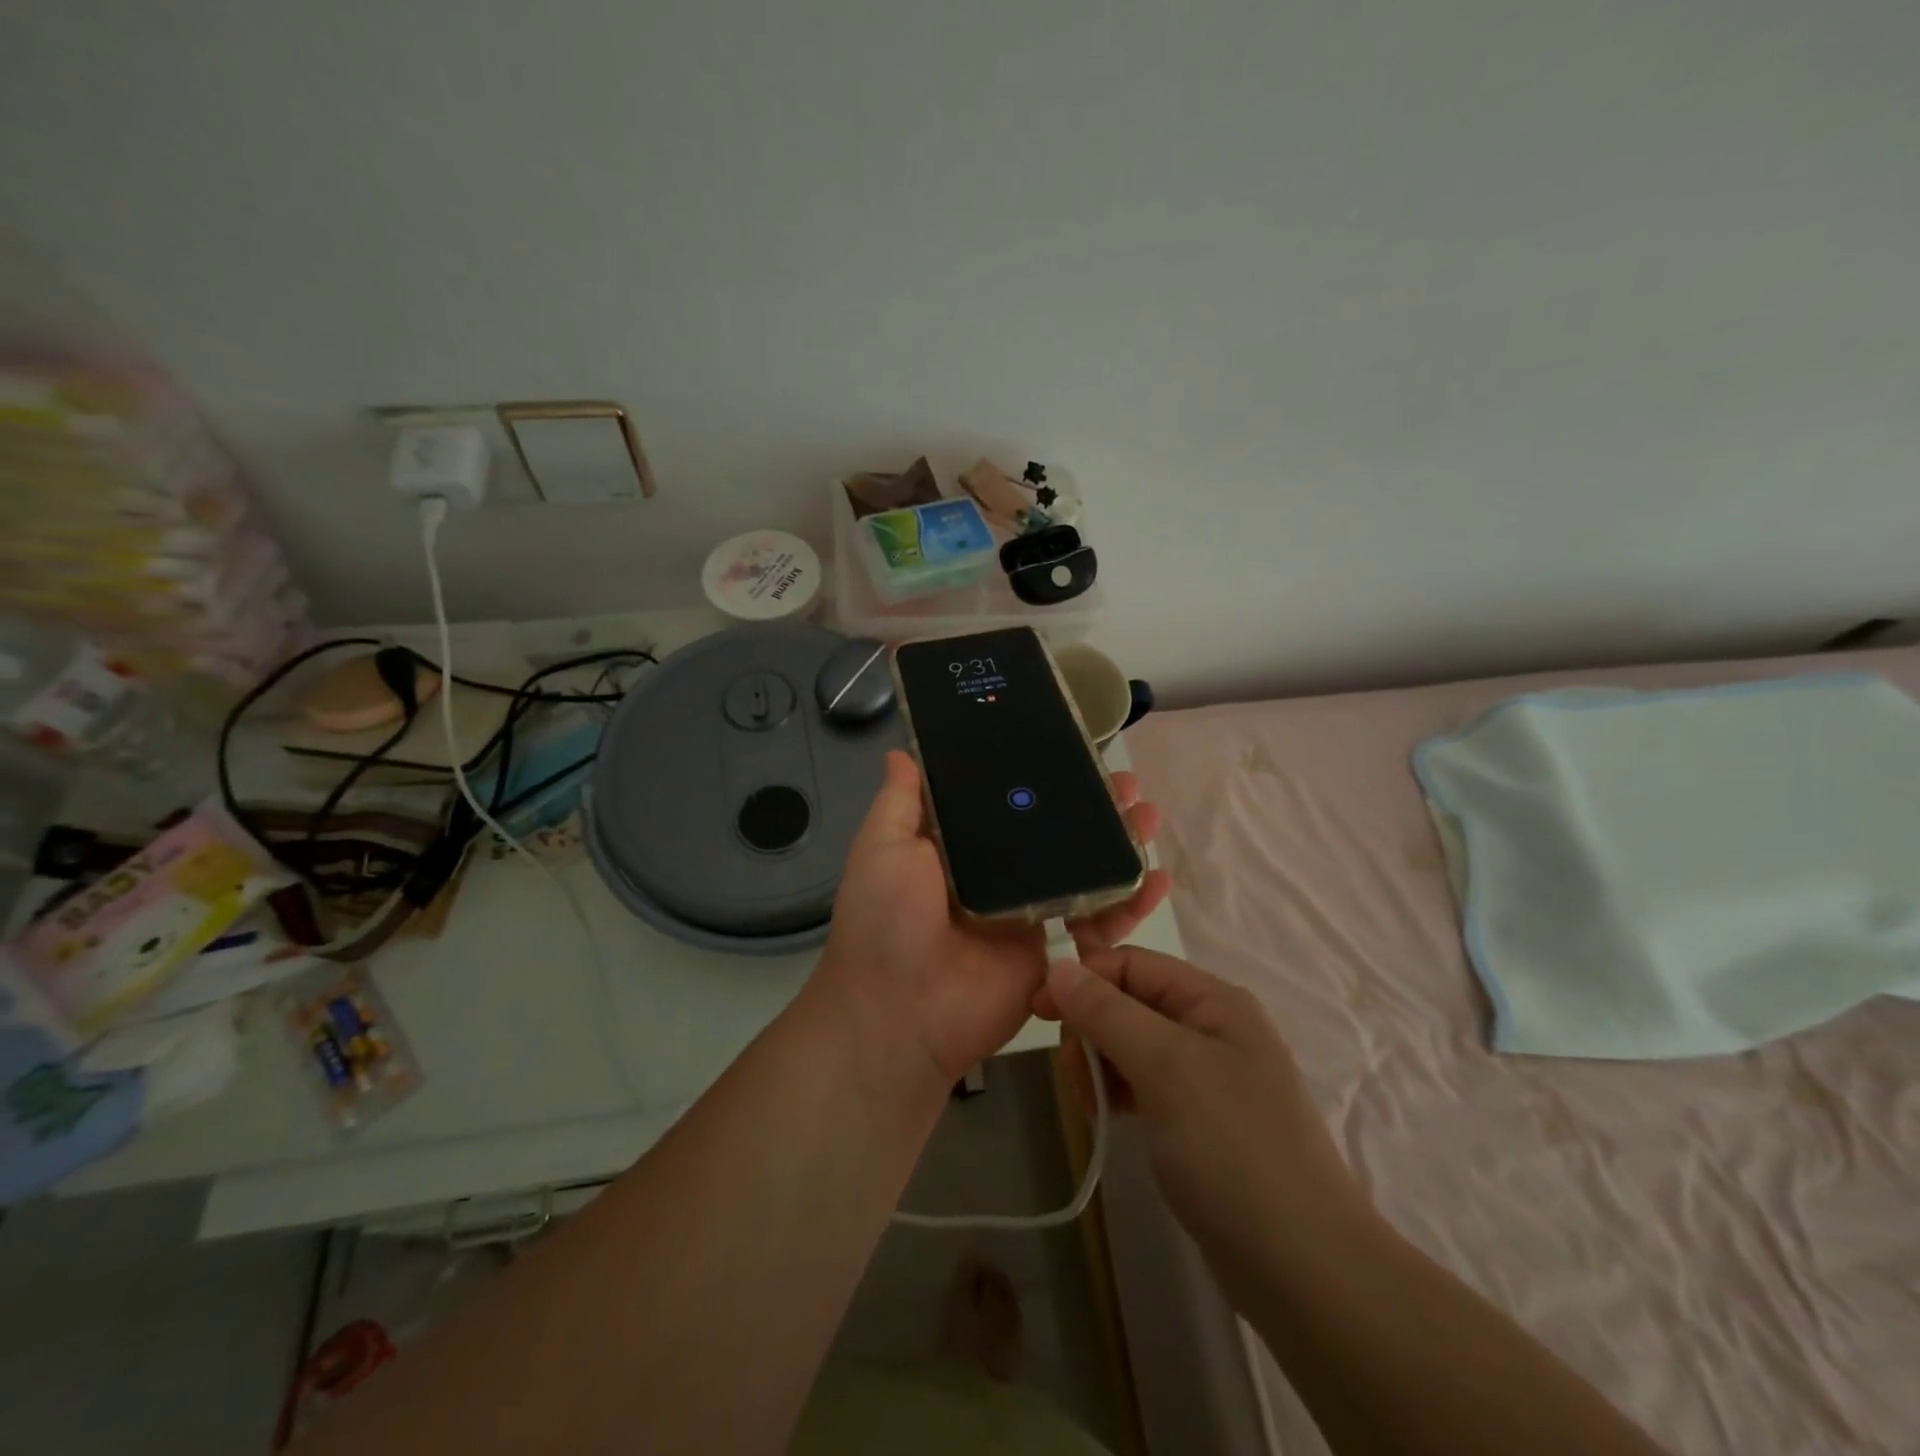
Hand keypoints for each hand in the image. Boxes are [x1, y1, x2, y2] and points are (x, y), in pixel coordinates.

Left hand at [811, 750, 1169, 1090]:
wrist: (902, 1013)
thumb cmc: (886, 920)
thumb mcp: (882, 848)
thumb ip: (899, 802)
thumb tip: (901, 752)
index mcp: (958, 847)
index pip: (1005, 800)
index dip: (1038, 775)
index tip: (1070, 749)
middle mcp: (996, 873)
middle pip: (1053, 830)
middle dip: (1091, 805)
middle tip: (1126, 783)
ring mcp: (1027, 909)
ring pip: (1082, 868)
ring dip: (1119, 843)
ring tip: (1148, 815)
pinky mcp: (1052, 947)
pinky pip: (1097, 920)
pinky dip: (1131, 901)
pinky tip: (1159, 878)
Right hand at [1042, 947, 1370, 1277]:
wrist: (1304, 1270)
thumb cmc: (1233, 1148)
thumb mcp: (1166, 1067)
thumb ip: (1108, 1012)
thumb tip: (1058, 966)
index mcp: (1213, 1001)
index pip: (1133, 964)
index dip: (1084, 978)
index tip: (1038, 1010)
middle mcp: (1212, 1028)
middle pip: (1130, 1002)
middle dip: (1092, 1027)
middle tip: (1072, 1073)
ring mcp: (1207, 1077)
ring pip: (1132, 1045)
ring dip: (1101, 1063)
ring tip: (1091, 1103)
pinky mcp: (1198, 1121)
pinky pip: (1144, 1085)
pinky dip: (1119, 1092)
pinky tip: (1107, 1116)